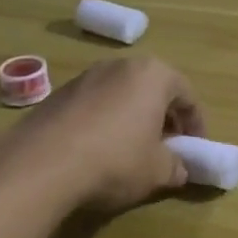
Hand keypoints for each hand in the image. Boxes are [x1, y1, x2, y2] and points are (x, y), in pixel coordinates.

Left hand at [6, 57, 206, 212]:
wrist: (41, 164)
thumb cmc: (115, 160)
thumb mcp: (157, 171)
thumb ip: (176, 167)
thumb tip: (179, 169)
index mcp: (153, 74)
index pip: (187, 95)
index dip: (195, 123)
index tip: (195, 147)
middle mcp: (121, 65)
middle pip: (153, 89)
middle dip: (163, 117)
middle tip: (167, 146)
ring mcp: (86, 77)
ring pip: (121, 95)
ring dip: (132, 118)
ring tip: (131, 150)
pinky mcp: (58, 94)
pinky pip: (94, 105)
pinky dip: (103, 122)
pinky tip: (98, 151)